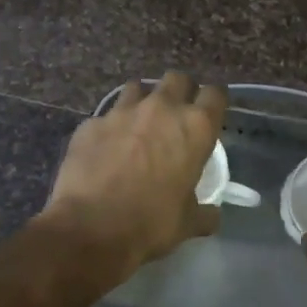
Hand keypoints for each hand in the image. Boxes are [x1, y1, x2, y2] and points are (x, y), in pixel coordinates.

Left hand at [40, 73, 227, 273]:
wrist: (90, 228)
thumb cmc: (150, 223)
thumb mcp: (188, 223)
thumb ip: (204, 212)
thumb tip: (212, 214)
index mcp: (195, 128)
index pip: (216, 95)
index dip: (214, 102)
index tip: (210, 115)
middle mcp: (161, 109)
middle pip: (177, 79)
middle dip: (180, 91)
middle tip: (176, 116)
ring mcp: (122, 111)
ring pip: (138, 87)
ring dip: (142, 101)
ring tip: (138, 124)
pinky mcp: (91, 122)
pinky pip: (106, 116)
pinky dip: (110, 127)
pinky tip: (106, 148)